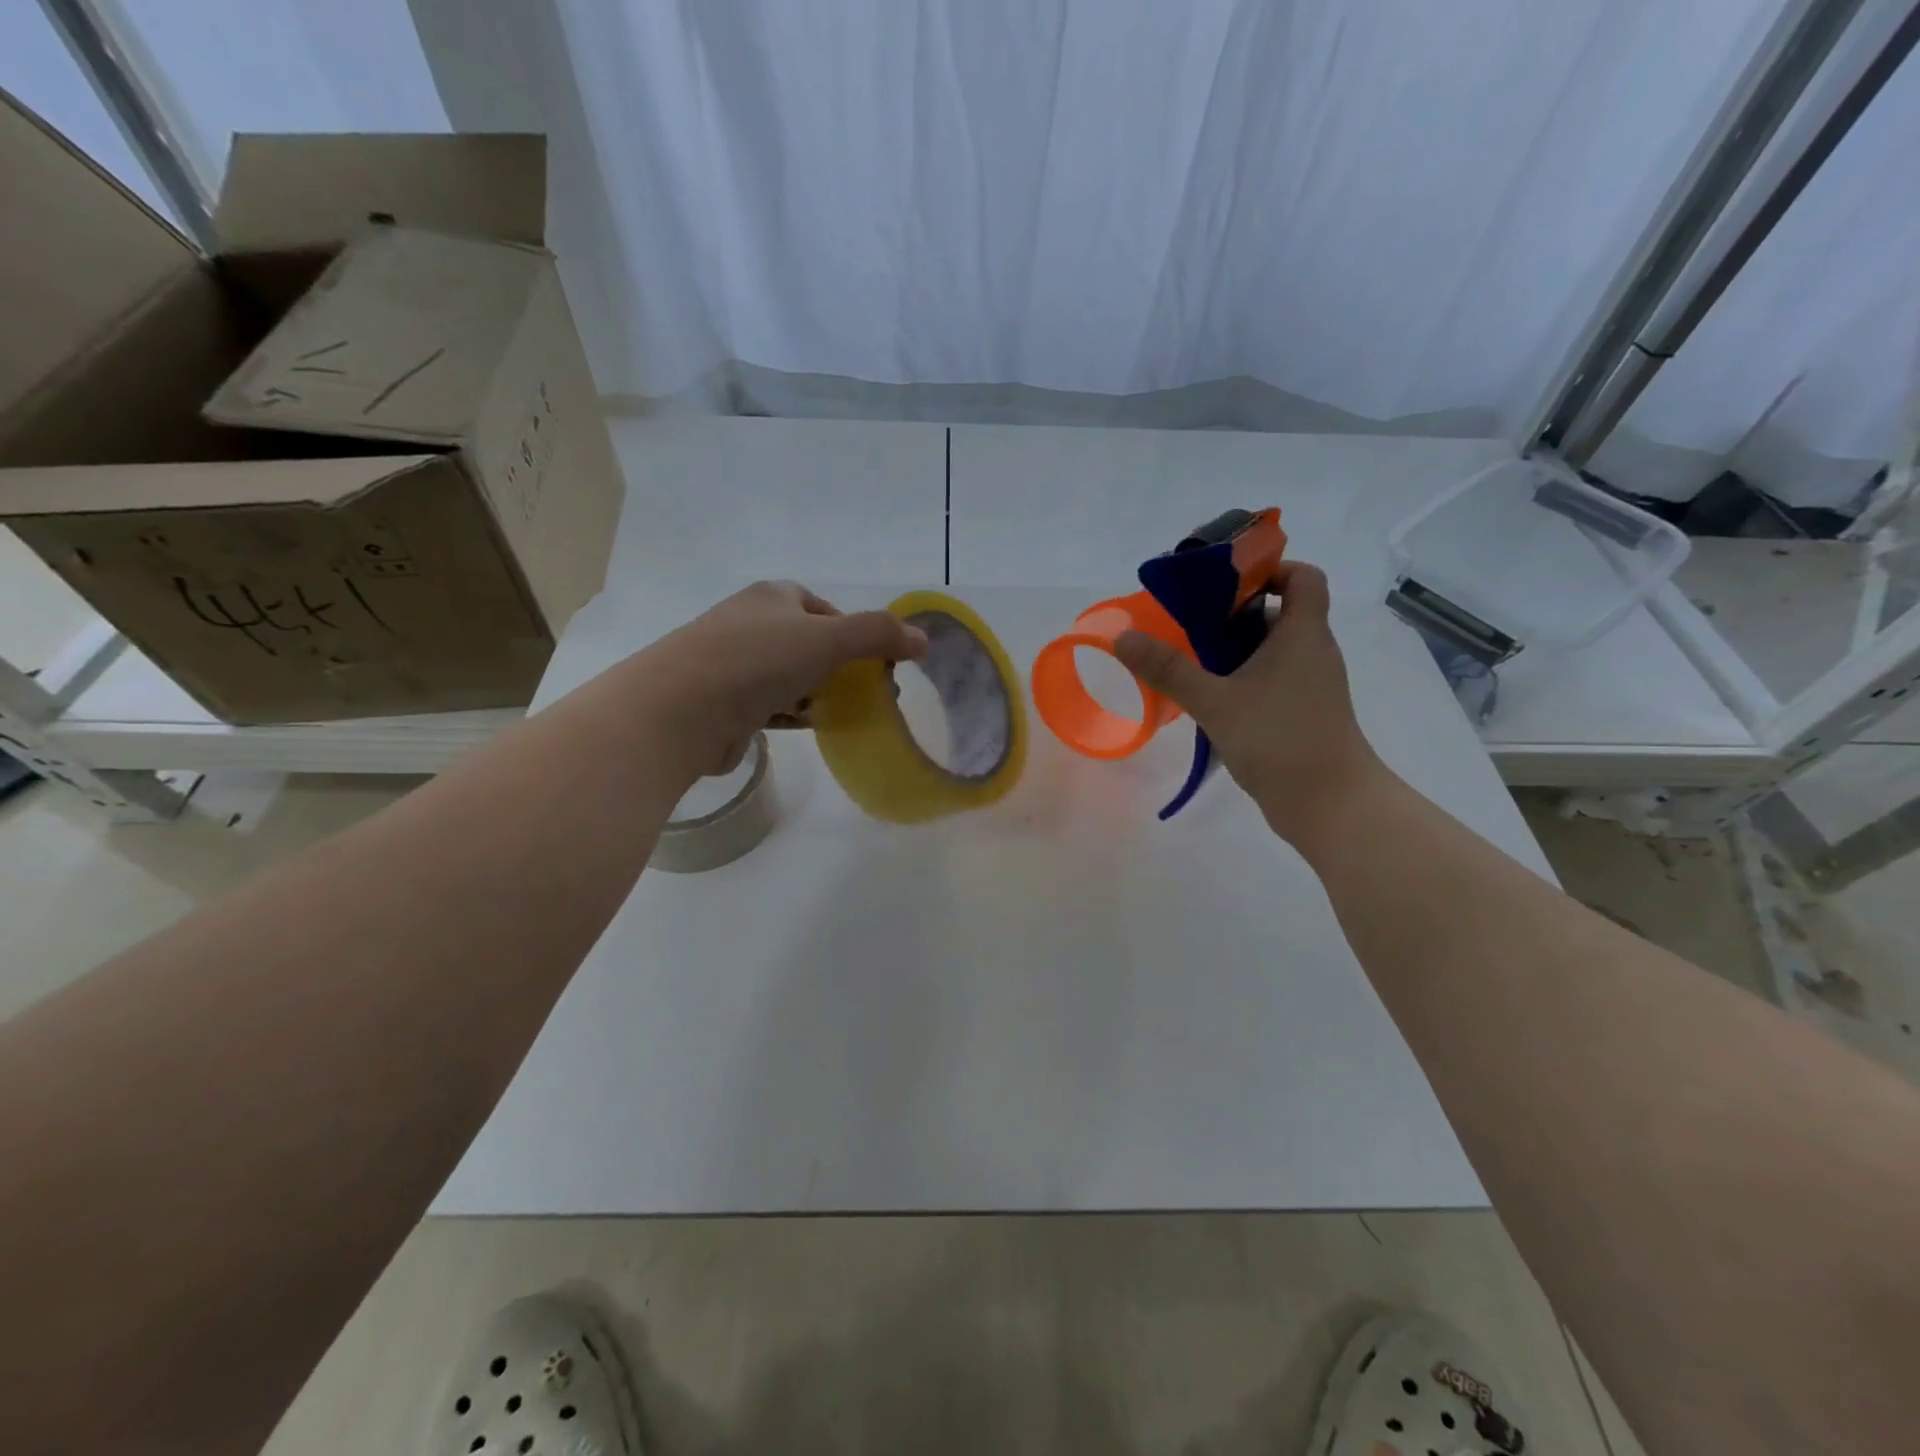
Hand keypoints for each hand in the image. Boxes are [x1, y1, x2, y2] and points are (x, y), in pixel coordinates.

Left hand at [639, 581, 928, 775]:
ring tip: (847, 713)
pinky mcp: (725, 703)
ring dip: (818, 692)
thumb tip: (923, 639)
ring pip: (790, 676)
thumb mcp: (828, 639)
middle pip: (808, 643)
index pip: (822, 607)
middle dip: (840, 667)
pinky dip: (793, 713)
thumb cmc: (757, 661)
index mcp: (772, 597)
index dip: (852, 630)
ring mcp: (733, 664)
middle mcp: (750, 624)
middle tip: (870, 692)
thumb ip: (878, 635)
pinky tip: (810, 726)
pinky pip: (770, 704)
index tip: (875, 659)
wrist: (680, 710)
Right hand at [1113, 562, 1387, 846]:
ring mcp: (1309, 685)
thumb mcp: (1215, 701)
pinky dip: (1241, 678)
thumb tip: (1122, 636)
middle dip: (1233, 613)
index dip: (1270, 570)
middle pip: (1278, 612)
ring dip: (1233, 649)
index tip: (1225, 585)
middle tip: (1188, 623)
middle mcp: (1312, 652)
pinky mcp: (1301, 713)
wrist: (1330, 805)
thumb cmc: (1279, 739)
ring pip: (1270, 650)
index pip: (1302, 577)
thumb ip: (1168, 668)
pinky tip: (1208, 698)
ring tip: (1188, 659)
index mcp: (1303, 634)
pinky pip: (1270, 679)